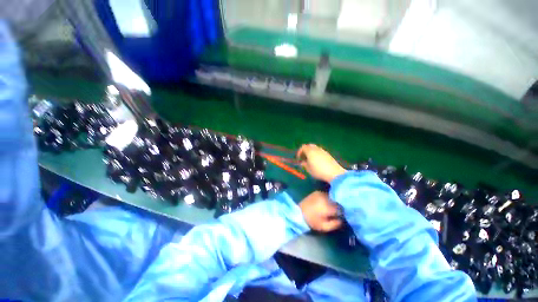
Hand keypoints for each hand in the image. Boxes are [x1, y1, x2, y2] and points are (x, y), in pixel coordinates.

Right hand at [297, 144, 345, 182]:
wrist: (334, 172)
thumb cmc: (318, 171)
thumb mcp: (308, 169)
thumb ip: (304, 164)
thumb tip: (302, 162)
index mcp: (310, 151)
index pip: (303, 147)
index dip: (299, 152)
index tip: (298, 158)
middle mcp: (316, 149)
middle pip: (309, 146)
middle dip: (305, 150)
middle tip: (304, 157)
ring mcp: (323, 151)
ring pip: (315, 148)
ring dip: (311, 152)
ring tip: (310, 160)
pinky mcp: (328, 154)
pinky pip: (320, 151)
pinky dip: (316, 154)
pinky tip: (317, 161)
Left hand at [299, 191, 341, 231]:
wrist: (298, 210)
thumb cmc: (310, 220)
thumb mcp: (322, 226)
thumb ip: (334, 224)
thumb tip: (342, 220)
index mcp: (328, 206)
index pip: (341, 209)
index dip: (342, 214)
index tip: (340, 217)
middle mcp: (326, 198)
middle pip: (338, 202)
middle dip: (339, 208)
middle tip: (336, 214)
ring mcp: (322, 193)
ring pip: (333, 198)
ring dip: (333, 203)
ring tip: (330, 209)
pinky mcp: (318, 192)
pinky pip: (327, 196)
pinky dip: (329, 200)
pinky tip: (326, 204)